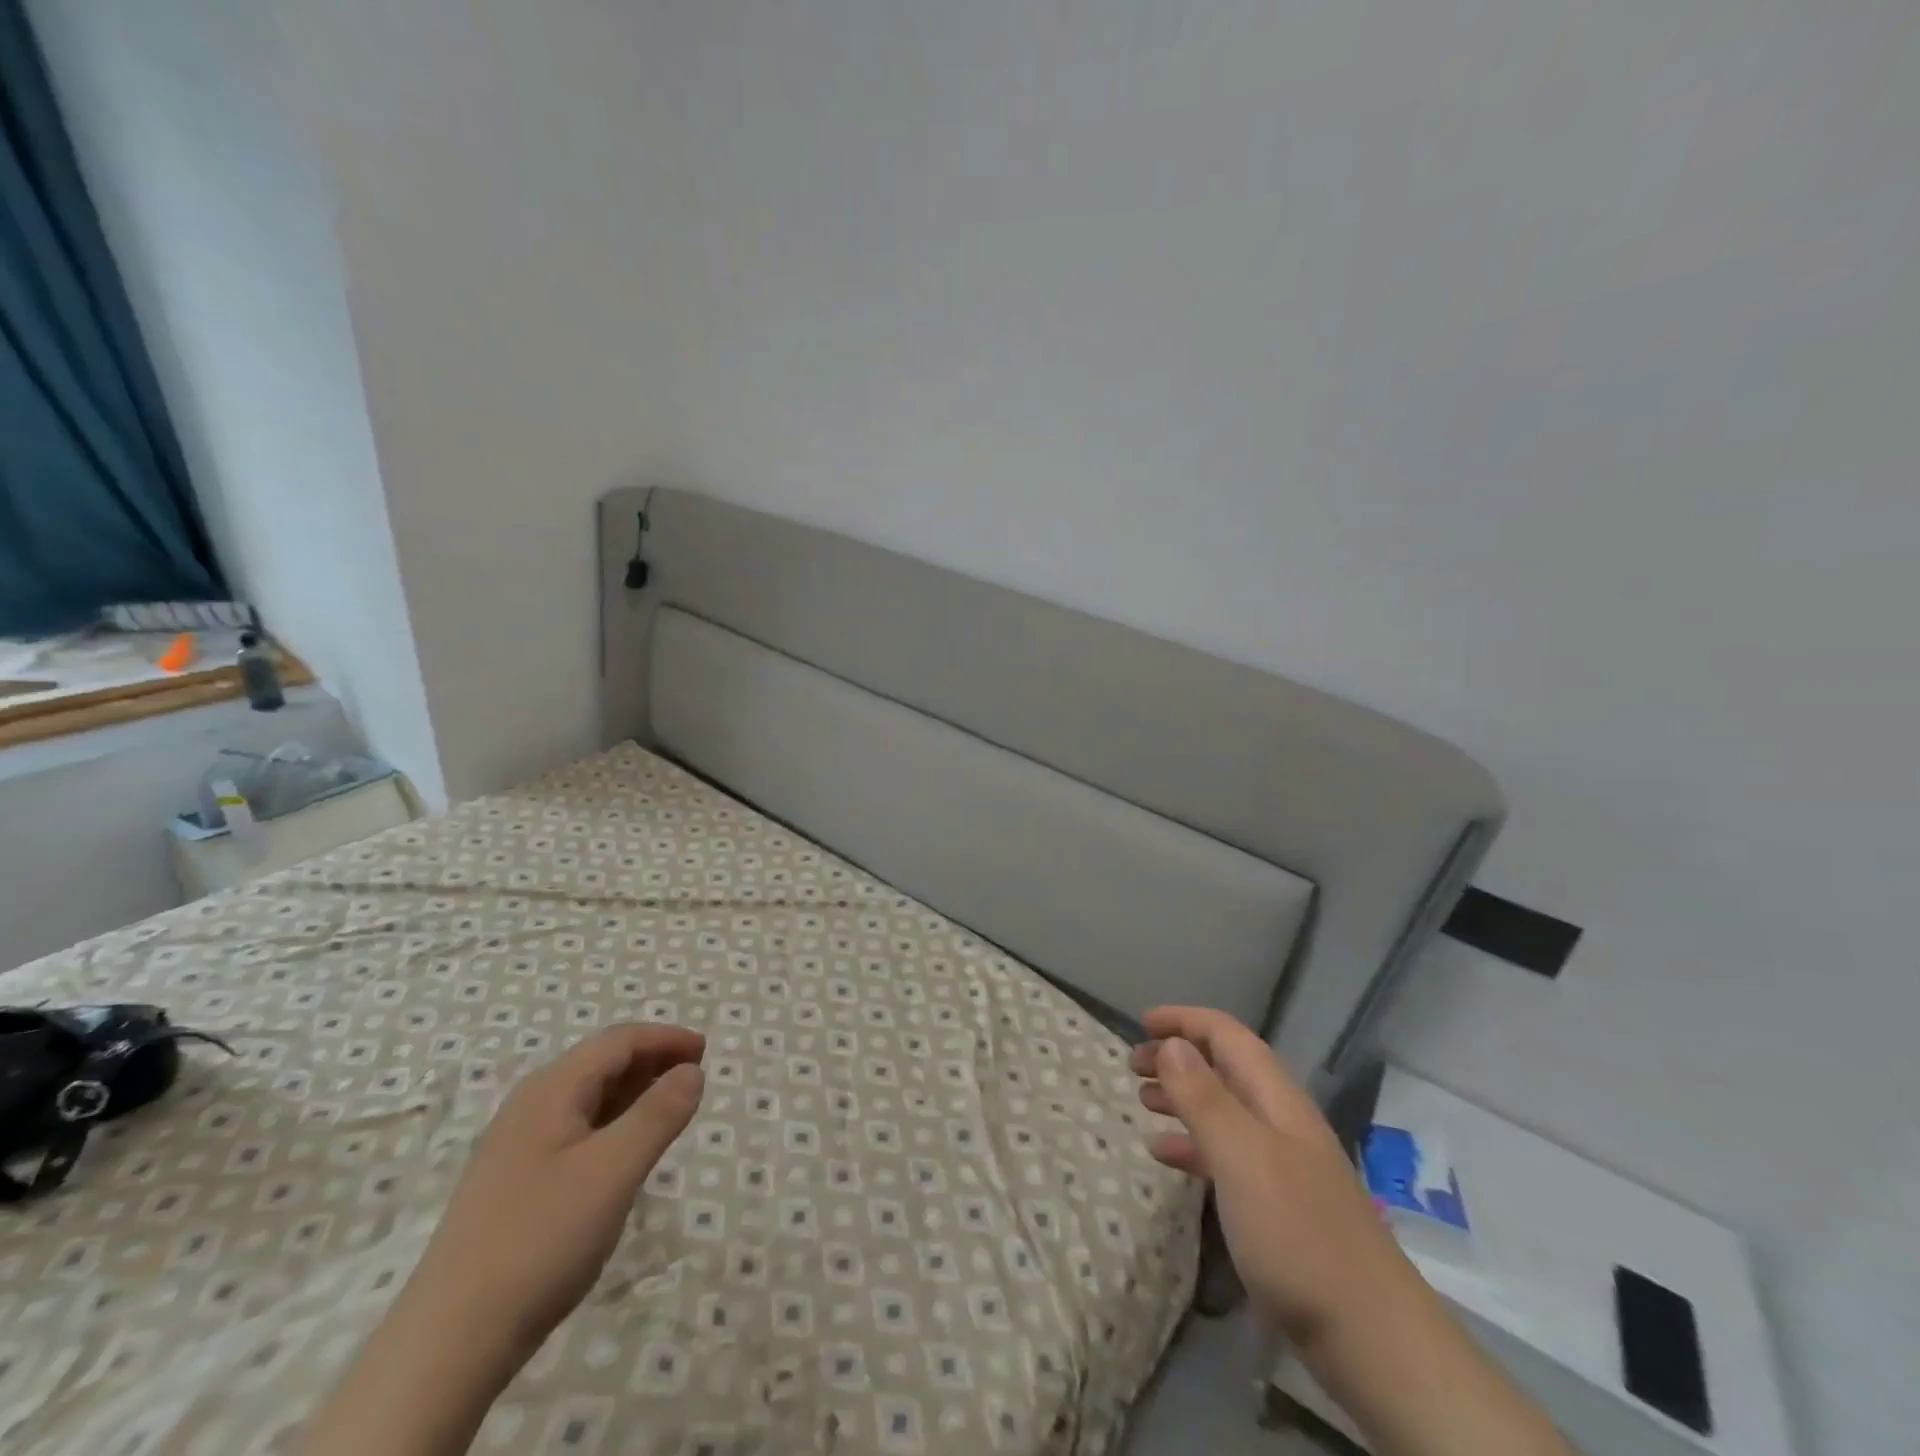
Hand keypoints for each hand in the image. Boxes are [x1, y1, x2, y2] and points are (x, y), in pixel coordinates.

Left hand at [305, 1024, 704, 1455]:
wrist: (449, 1341)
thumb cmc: (541, 1239)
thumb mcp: (614, 1170)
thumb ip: (659, 1113)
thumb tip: (692, 1071)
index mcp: (550, 1090)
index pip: (618, 1041)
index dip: (665, 1038)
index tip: (706, 1051)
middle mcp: (530, 1106)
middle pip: (600, 1063)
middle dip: (651, 1061)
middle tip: (695, 1077)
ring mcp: (517, 1147)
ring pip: (587, 1099)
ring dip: (633, 1093)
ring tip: (670, 1110)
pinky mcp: (514, 1184)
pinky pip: (575, 1131)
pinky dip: (612, 1125)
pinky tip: (625, 1153)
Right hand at [1135, 1008, 1572, 1455]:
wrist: (1370, 1338)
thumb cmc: (1298, 1233)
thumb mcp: (1242, 1156)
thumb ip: (1204, 1097)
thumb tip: (1172, 1043)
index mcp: (1275, 1098)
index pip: (1227, 1035)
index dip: (1184, 1020)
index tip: (1141, 1024)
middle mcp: (1278, 1121)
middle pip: (1223, 1067)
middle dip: (1177, 1056)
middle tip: (1132, 1066)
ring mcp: (1280, 1164)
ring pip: (1221, 1109)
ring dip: (1181, 1097)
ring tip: (1142, 1101)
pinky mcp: (1275, 1205)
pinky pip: (1224, 1155)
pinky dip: (1191, 1145)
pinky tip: (1164, 1155)